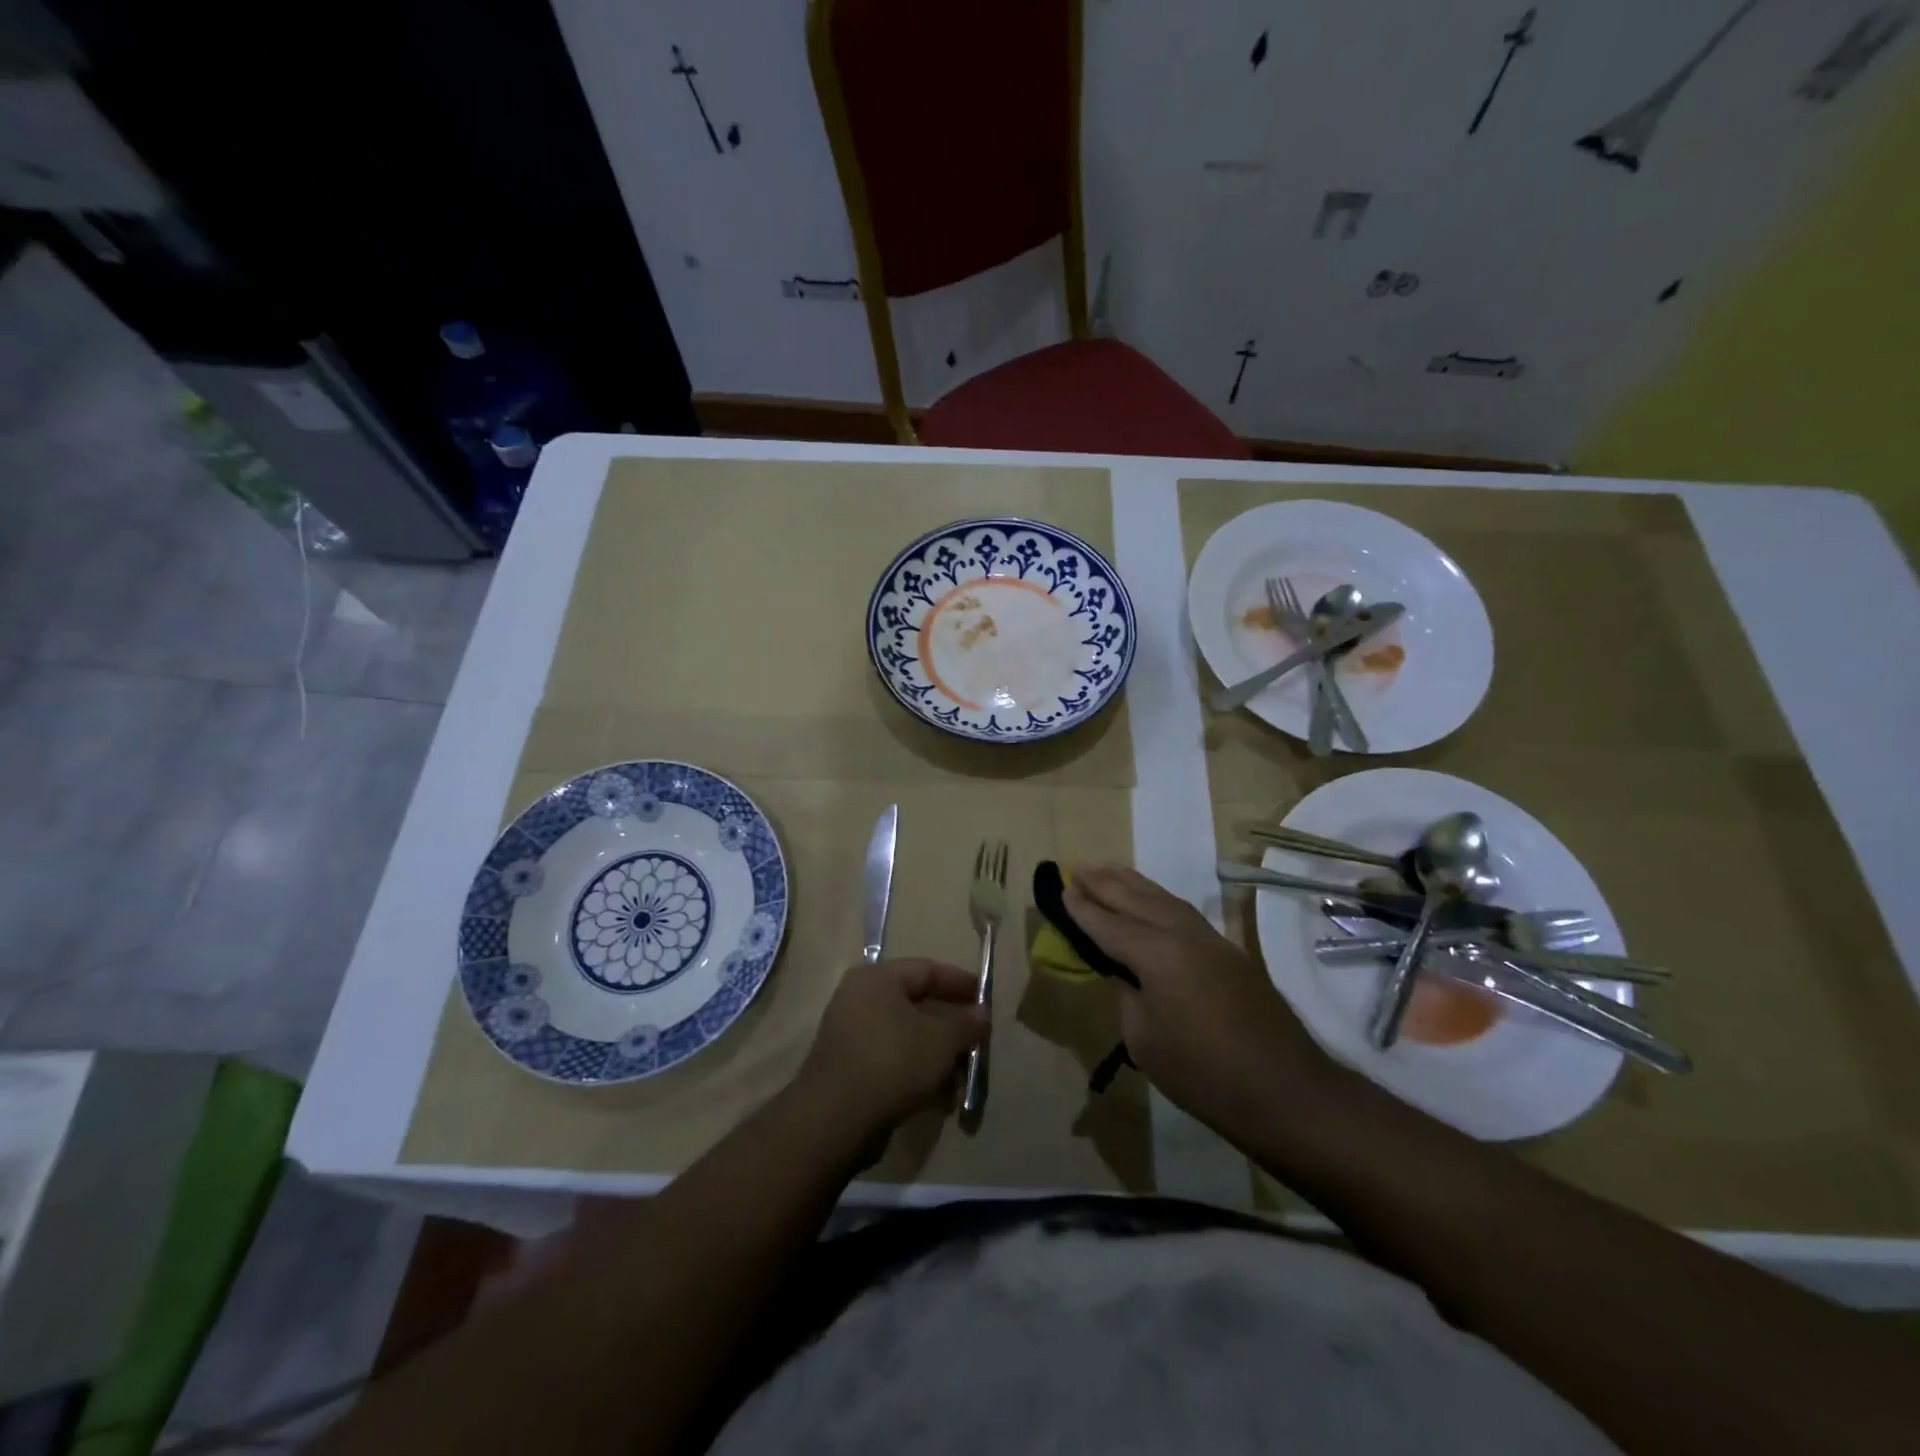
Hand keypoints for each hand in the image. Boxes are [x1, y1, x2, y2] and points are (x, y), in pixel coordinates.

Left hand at [794, 959, 988, 1139]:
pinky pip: (891, 1060)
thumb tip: (982, 1014)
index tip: (986, 999)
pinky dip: (916, 1072)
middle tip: (977, 1041)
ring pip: (906, 1036)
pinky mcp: (848, 1068)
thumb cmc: (892, 1061)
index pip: (927, 969)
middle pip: (916, 1004)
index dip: (960, 983)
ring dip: (936, 1054)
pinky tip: (939, 1096)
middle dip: (950, 1026)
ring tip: (961, 1076)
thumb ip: (966, 1023)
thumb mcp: (941, 1040)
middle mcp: (859, 998)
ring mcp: (851, 1034)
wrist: (834, 1119)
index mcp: (877, 978)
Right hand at [1065, 865, 1332, 1133]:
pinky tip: (1151, 900)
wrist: (1286, 1090)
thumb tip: (1124, 975)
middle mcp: (1182, 934)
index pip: (1109, 924)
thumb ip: (1127, 998)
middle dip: (1105, 883)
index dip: (1083, 909)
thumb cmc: (1203, 1074)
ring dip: (1133, 883)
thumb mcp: (1145, 1042)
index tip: (1062, 889)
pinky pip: (1183, 911)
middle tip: (1078, 867)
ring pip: (1163, 899)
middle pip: (1136, 899)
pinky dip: (1159, 898)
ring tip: (1109, 870)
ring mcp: (1211, 939)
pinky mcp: (1229, 952)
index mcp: (1156, 954)